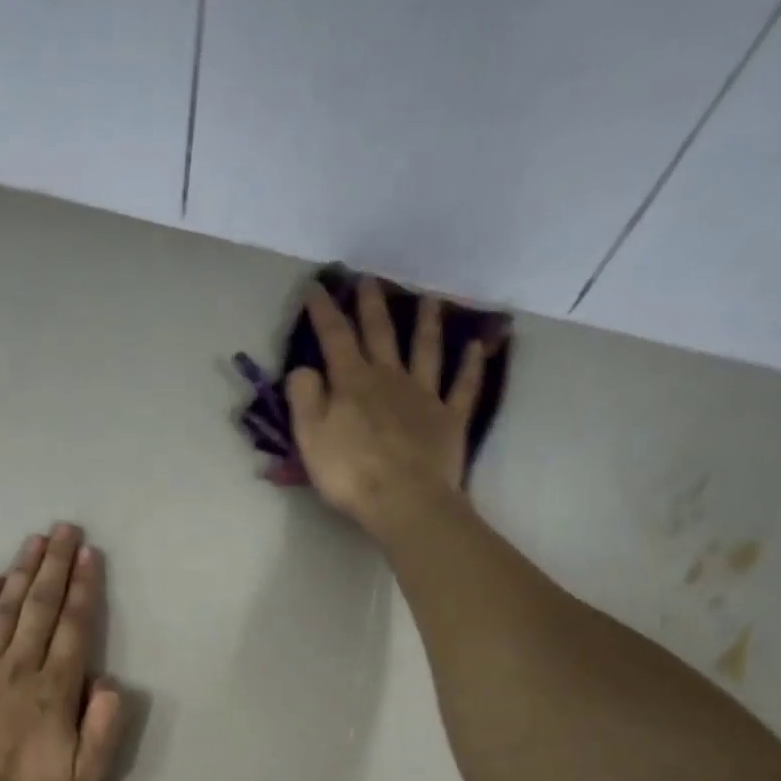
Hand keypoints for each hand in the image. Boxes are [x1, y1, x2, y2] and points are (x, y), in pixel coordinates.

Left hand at [0, 523, 125, 780]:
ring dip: (21, 574)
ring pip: (4, 613)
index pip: (73, 629)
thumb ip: (102, 727)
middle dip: (54, 566)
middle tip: (64, 529)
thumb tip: (108, 680)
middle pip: (40, 609)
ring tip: (34, 541)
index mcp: (53, 693)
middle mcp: (17, 672)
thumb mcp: (85, 780)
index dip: (83, 589)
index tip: (88, 555)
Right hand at [286, 277, 496, 535]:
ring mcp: (424, 396)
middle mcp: (390, 378)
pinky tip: (476, 348)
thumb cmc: (350, 473)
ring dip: (426, 323)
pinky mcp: (449, 419)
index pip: (335, 337)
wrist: (403, 500)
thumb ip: (304, 397)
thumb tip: (305, 368)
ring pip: (426, 350)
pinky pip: (463, 387)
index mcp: (352, 383)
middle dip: (372, 306)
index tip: (318, 287)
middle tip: (369, 280)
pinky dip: (470, 366)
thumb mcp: (310, 437)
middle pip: (381, 334)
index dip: (325, 311)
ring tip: (429, 299)